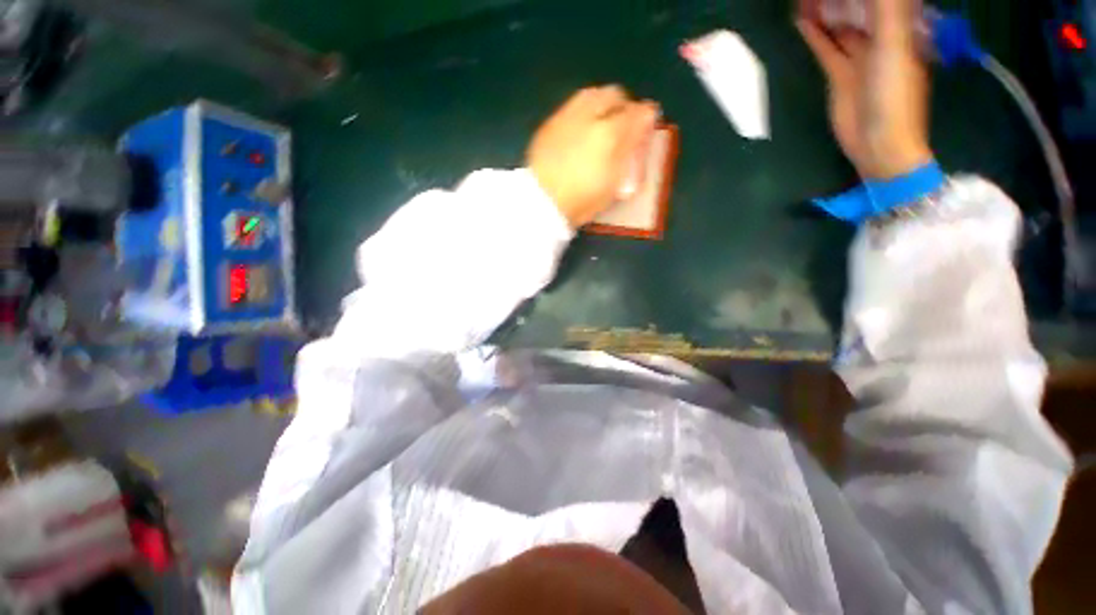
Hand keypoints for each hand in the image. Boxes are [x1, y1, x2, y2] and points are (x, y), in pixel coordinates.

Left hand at [528, 86, 659, 227]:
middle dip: (623, 105)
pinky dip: (581, 115)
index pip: (637, 112)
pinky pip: (570, 108)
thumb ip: (630, 151)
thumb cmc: (582, 201)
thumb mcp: (613, 183)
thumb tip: (645, 123)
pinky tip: (578, 134)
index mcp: (609, 133)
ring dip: (601, 105)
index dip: (645, 116)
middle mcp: (588, 116)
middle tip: (623, 123)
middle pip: (613, 94)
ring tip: (600, 126)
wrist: (541, 203)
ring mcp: (565, 117)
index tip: (646, 125)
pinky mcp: (548, 124)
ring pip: (590, 95)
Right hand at [797, 0, 933, 178]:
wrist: (878, 142)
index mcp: (902, 29)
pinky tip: (801, 21)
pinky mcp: (840, 75)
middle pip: (861, 8)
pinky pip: (826, 48)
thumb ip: (887, 12)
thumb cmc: (894, 95)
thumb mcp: (893, 46)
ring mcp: (859, 57)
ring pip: (841, 26)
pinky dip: (814, 35)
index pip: (883, 0)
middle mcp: (881, 38)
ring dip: (825, 11)